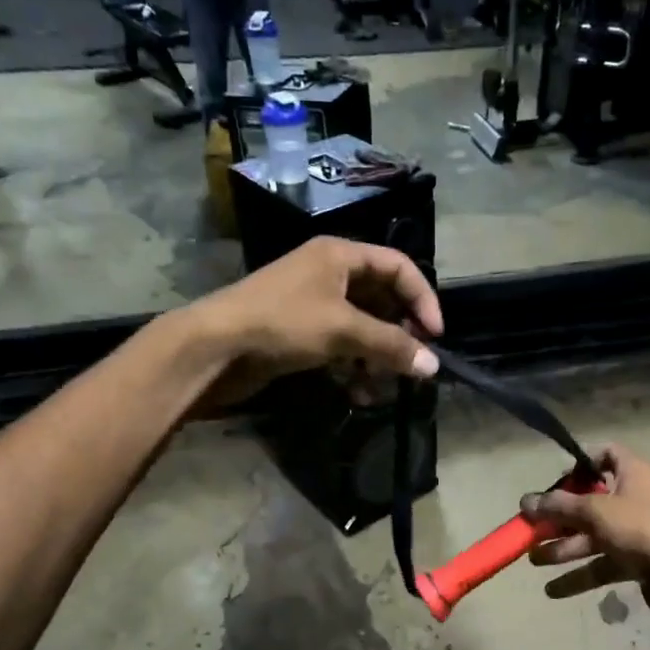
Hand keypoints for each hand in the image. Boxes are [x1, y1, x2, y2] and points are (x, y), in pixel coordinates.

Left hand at [184, 237, 440, 410]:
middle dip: (398, 335)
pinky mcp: (300, 336)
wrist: (214, 349)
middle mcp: (329, 274)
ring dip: (376, 359)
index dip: (422, 299)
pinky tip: (356, 394)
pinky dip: (352, 368)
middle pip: (382, 300)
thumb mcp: (343, 330)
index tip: (435, 336)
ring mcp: (313, 306)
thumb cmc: (282, 324)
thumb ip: (391, 346)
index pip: (398, 266)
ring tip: (379, 387)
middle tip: (412, 364)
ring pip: (362, 329)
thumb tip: (433, 366)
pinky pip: (340, 348)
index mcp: (340, 255)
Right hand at [520, 445, 649, 624]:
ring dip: (564, 548)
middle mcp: (636, 498)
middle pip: (591, 501)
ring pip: (594, 536)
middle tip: (531, 528)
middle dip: (559, 517)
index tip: (556, 479)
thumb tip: (525, 501)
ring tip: (534, 560)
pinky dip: (580, 575)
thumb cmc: (642, 529)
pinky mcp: (638, 562)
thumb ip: (558, 506)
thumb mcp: (595, 511)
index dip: (582, 462)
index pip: (607, 454)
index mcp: (633, 473)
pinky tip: (553, 590)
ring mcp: (638, 532)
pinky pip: (603, 563)